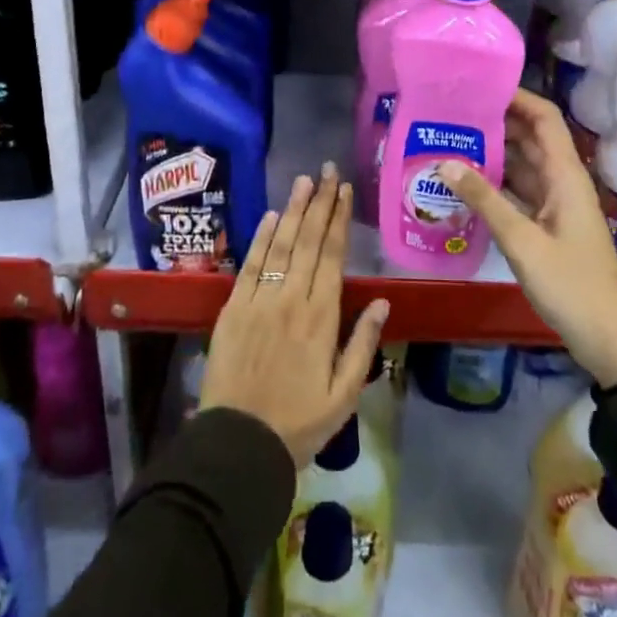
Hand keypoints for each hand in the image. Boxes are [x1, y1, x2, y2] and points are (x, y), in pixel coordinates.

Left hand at [200, 163, 391, 467]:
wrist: (239, 445)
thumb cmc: (299, 423)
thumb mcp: (344, 394)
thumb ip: (363, 344)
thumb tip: (383, 302)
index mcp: (321, 318)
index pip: (332, 256)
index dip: (339, 220)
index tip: (344, 190)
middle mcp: (291, 299)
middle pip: (308, 241)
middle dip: (319, 203)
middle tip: (326, 171)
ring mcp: (259, 300)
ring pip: (280, 245)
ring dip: (293, 210)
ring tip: (304, 181)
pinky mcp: (233, 308)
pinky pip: (251, 265)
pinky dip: (262, 238)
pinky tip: (272, 217)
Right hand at [440, 89, 616, 388]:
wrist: (609, 338)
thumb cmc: (571, 285)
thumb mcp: (522, 241)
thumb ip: (484, 200)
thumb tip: (445, 162)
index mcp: (566, 175)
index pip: (545, 118)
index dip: (517, 96)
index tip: (479, 86)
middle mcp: (562, 180)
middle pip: (530, 136)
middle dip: (496, 120)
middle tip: (453, 112)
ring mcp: (556, 203)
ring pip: (523, 164)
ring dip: (493, 151)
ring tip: (450, 138)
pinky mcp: (548, 224)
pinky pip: (519, 190)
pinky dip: (495, 181)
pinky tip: (465, 182)